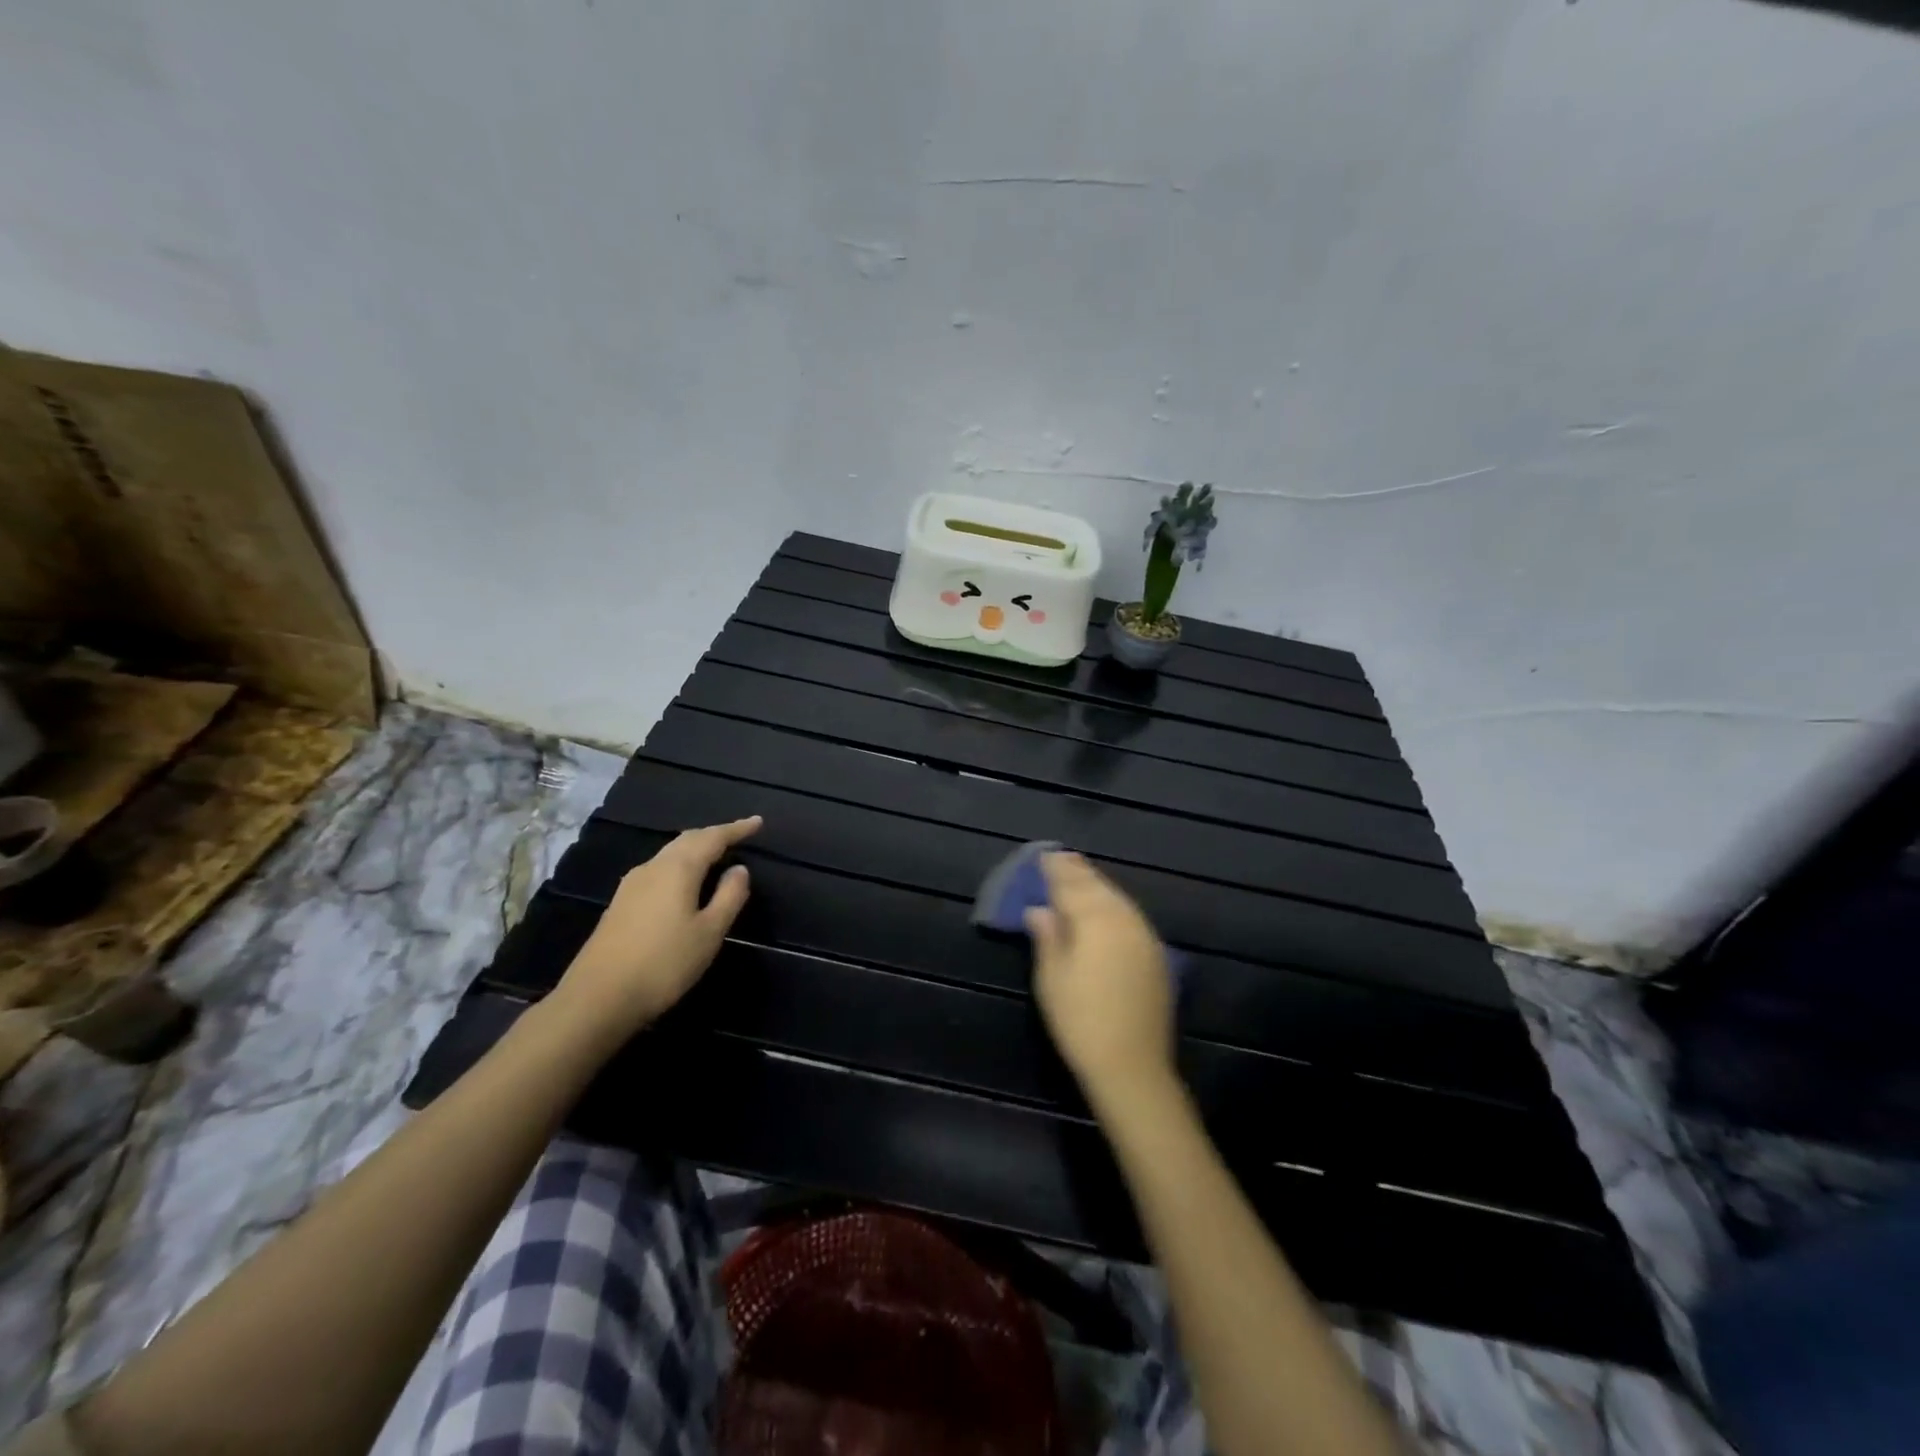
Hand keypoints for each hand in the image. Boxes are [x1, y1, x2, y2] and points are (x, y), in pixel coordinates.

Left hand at [552, 816, 760, 1036]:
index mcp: (678, 869)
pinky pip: (658, 870)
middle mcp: (653, 867)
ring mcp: (631, 885)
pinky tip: (684, 883)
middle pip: (688, 840)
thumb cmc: (664, 963)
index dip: (737, 829)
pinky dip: (679, 866)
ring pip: (670, 855)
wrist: (597, 998)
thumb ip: (729, 896)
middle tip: (738, 836)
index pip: (712, 837)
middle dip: (714, 835)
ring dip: (695, 850)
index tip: (758, 822)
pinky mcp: (620, 903)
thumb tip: (739, 869)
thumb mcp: (709, 932)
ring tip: (715, 856)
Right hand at [1026, 852, 1175, 1101]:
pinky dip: (1114, 906)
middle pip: (1098, 888)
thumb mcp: (1051, 977)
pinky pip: (1130, 917)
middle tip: (1062, 858)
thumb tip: (1040, 909)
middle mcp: (1123, 919)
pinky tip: (1106, 910)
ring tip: (1082, 877)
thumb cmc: (1080, 1019)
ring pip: (1118, 900)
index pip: (1071, 885)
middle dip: (1079, 873)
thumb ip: (1047, 936)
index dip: (1056, 870)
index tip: (1045, 856)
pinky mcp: (1155, 956)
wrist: (1132, 1066)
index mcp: (1095, 919)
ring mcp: (1144, 937)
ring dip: (1098, 886)